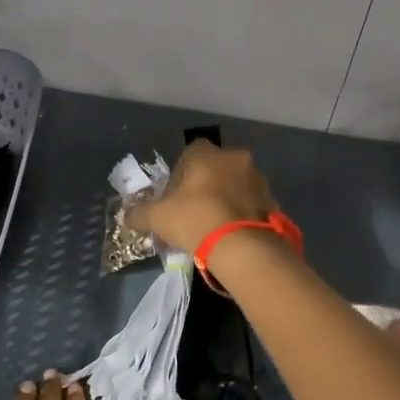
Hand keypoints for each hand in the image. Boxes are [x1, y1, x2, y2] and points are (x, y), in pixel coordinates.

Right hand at [123, 141, 277, 254]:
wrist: (241, 246)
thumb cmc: (194, 220)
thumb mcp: (157, 218)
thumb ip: (139, 214)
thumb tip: (127, 215)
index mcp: (207, 153)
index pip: (190, 153)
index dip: (180, 174)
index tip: (175, 197)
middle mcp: (236, 158)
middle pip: (215, 168)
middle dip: (205, 185)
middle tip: (193, 211)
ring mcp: (258, 179)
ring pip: (235, 184)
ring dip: (225, 198)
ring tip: (213, 226)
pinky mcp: (272, 201)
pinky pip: (251, 203)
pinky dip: (241, 214)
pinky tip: (230, 233)